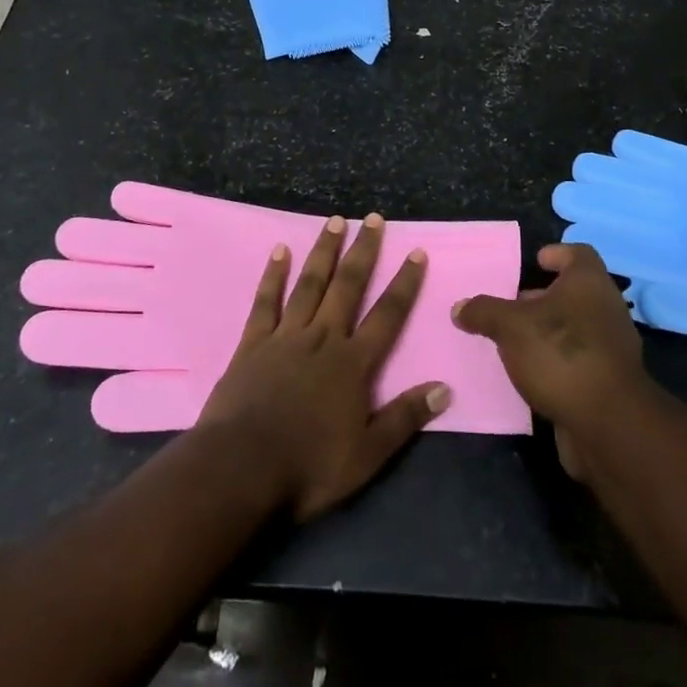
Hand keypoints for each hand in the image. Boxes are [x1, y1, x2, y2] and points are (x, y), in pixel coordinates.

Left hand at [197, 213, 450, 520]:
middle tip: (372, 218)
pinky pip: (266, 300)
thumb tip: (444, 388)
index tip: (416, 251)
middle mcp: (323, 338)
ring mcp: (286, 336)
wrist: (242, 468)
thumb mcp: (368, 455)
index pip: (387, 315)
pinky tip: (280, 250)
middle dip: (363, 251)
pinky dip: (274, 274)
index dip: (404, 283)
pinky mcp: (254, 342)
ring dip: (324, 251)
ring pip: (310, 283)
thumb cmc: (308, 466)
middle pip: (348, 286)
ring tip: (335, 220)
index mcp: (353, 364)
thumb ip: (405, 418)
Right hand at [452, 243, 650, 479]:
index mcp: (588, 282)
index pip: (578, 253)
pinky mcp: (608, 381)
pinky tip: (530, 373)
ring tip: (514, 340)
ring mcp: (611, 346)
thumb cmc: (559, 353)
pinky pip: (578, 359)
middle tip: (512, 305)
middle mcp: (605, 307)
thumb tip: (459, 307)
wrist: (607, 423)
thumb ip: (484, 312)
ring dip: (548, 331)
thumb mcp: (510, 326)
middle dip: (543, 297)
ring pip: (575, 327)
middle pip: (575, 292)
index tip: (535, 262)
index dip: (556, 254)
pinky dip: (556, 361)